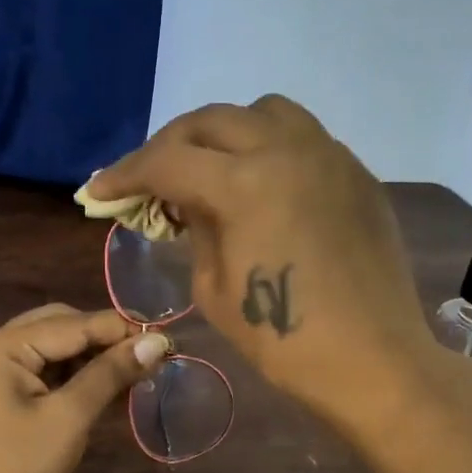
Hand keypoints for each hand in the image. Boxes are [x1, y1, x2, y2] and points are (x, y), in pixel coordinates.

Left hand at [0, 304, 169, 472]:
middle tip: (150, 356)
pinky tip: (103, 387)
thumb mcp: (69, 419)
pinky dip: (70, 377)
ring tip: (134, 371)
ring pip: (50, 349)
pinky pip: (38, 372)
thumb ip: (110, 373)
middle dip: (104, 340)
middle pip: (58, 327)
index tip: (166, 339)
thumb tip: (156, 341)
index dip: (121, 329)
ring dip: (89, 358)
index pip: (72, 324)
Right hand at [87, 96, 460, 436]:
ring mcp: (329, 155)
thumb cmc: (284, 340)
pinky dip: (268, 146)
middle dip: (170, 146)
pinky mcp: (356, 173)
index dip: (126, 174)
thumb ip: (195, 231)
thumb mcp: (215, 290)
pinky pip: (303, 137)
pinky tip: (260, 183)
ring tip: (210, 168)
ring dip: (224, 132)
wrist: (372, 360)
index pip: (169, 162)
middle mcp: (288, 150)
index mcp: (246, 184)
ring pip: (263, 112)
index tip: (99, 190)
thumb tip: (186, 200)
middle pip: (212, 120)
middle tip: (149, 178)